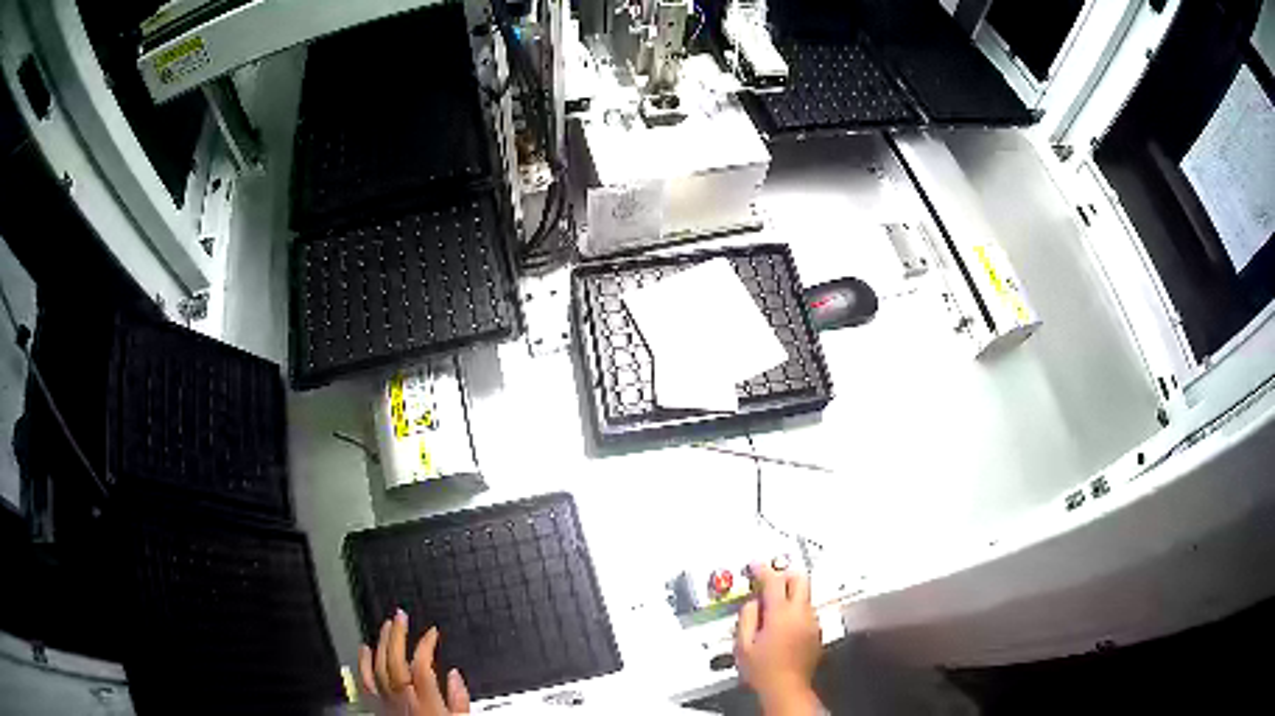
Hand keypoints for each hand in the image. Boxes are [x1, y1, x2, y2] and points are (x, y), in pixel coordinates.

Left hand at [359, 609, 470, 714]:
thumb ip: (459, 700)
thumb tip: (455, 676)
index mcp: (427, 704)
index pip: (421, 666)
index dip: (425, 644)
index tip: (432, 632)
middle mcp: (403, 701)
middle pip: (394, 662)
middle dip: (397, 636)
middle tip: (401, 616)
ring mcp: (388, 704)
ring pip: (378, 668)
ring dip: (381, 644)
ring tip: (386, 626)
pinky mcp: (379, 707)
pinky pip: (366, 682)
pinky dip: (363, 663)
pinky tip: (364, 649)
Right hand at [735, 564, 822, 715]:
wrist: (786, 688)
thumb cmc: (763, 670)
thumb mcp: (743, 644)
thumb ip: (746, 617)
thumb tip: (752, 603)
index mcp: (781, 614)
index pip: (774, 580)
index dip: (763, 569)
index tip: (756, 565)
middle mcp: (801, 614)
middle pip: (799, 579)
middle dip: (784, 574)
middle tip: (769, 579)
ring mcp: (812, 622)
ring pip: (804, 595)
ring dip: (790, 594)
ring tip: (772, 607)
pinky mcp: (817, 633)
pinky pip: (807, 611)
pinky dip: (796, 610)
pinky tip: (783, 623)